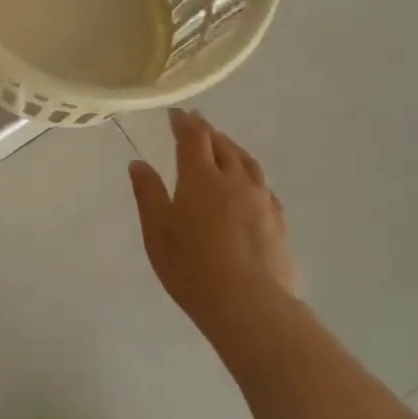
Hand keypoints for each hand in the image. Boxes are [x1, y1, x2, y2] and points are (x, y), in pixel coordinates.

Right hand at [129, 109, 302, 336]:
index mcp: (200, 177)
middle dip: (207, 131)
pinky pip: (263, 185)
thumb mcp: (157, 231)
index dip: (184, 122)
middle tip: (196, 124)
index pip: (193, 137)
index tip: (176, 113)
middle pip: (222, 145)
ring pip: (247, 161)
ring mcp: (260, 199)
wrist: (249, 305)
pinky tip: (248, 184)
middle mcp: (234, 179)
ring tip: (223, 146)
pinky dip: (249, 173)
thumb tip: (138, 163)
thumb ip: (148, 194)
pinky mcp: (278, 221)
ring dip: (232, 148)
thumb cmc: (191, 267)